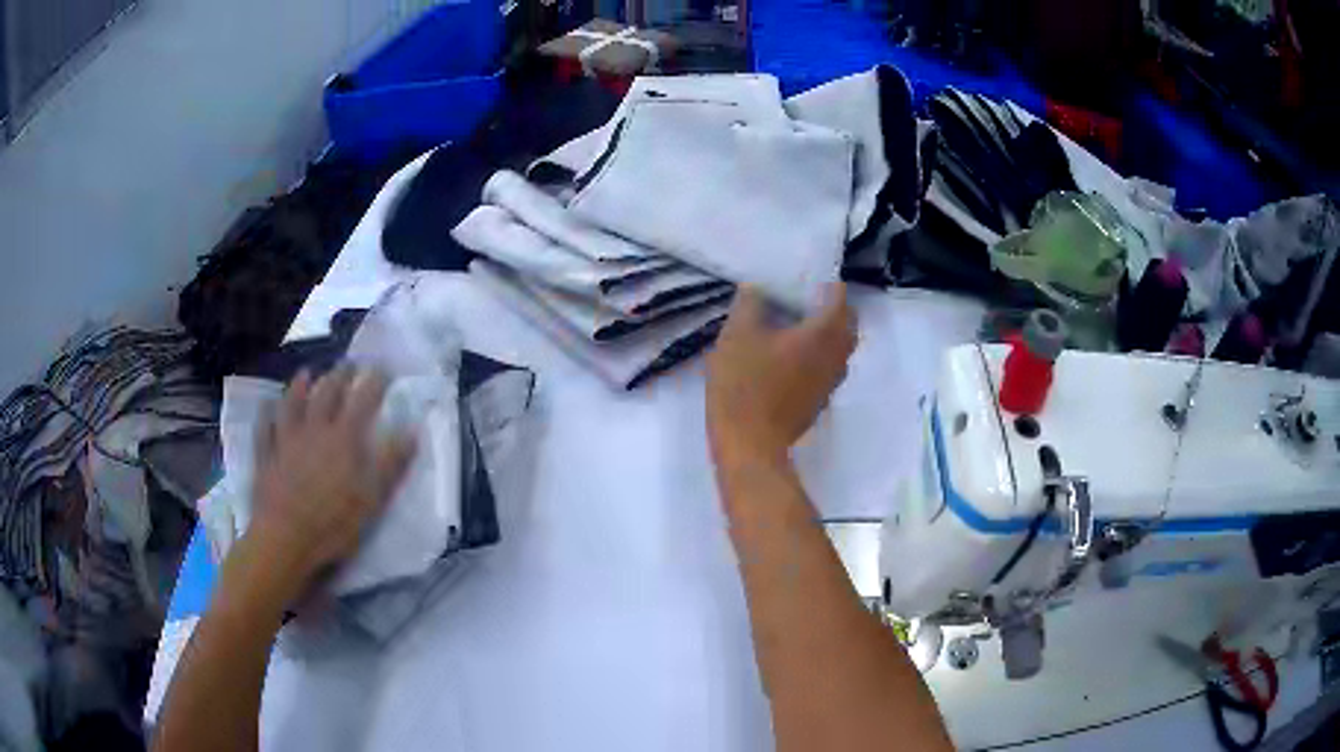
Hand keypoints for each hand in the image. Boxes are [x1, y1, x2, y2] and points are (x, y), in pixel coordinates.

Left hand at [246, 366, 415, 602]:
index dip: (374, 381)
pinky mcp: (266, 455)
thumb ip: (392, 464)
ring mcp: (285, 440)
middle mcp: (314, 429)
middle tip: (348, 365)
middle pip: (327, 393)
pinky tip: (268, 407)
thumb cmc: (333, 524)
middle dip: (340, 375)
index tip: (384, 368)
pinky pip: (264, 427)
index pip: (363, 400)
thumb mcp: (373, 500)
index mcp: (343, 439)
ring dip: (299, 385)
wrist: (285, 539)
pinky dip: (267, 414)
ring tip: (306, 373)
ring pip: (292, 403)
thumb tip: (412, 430)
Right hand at [707, 284, 856, 463]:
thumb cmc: (745, 385)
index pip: (840, 298)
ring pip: (839, 349)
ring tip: (794, 327)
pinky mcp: (819, 402)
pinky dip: (817, 356)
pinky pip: (827, 369)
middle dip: (832, 308)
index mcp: (823, 334)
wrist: (750, 445)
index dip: (827, 284)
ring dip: (826, 334)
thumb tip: (756, 288)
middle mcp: (836, 356)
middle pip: (847, 324)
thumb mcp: (737, 334)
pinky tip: (788, 358)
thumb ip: (749, 303)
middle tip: (803, 300)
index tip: (806, 279)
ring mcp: (831, 383)